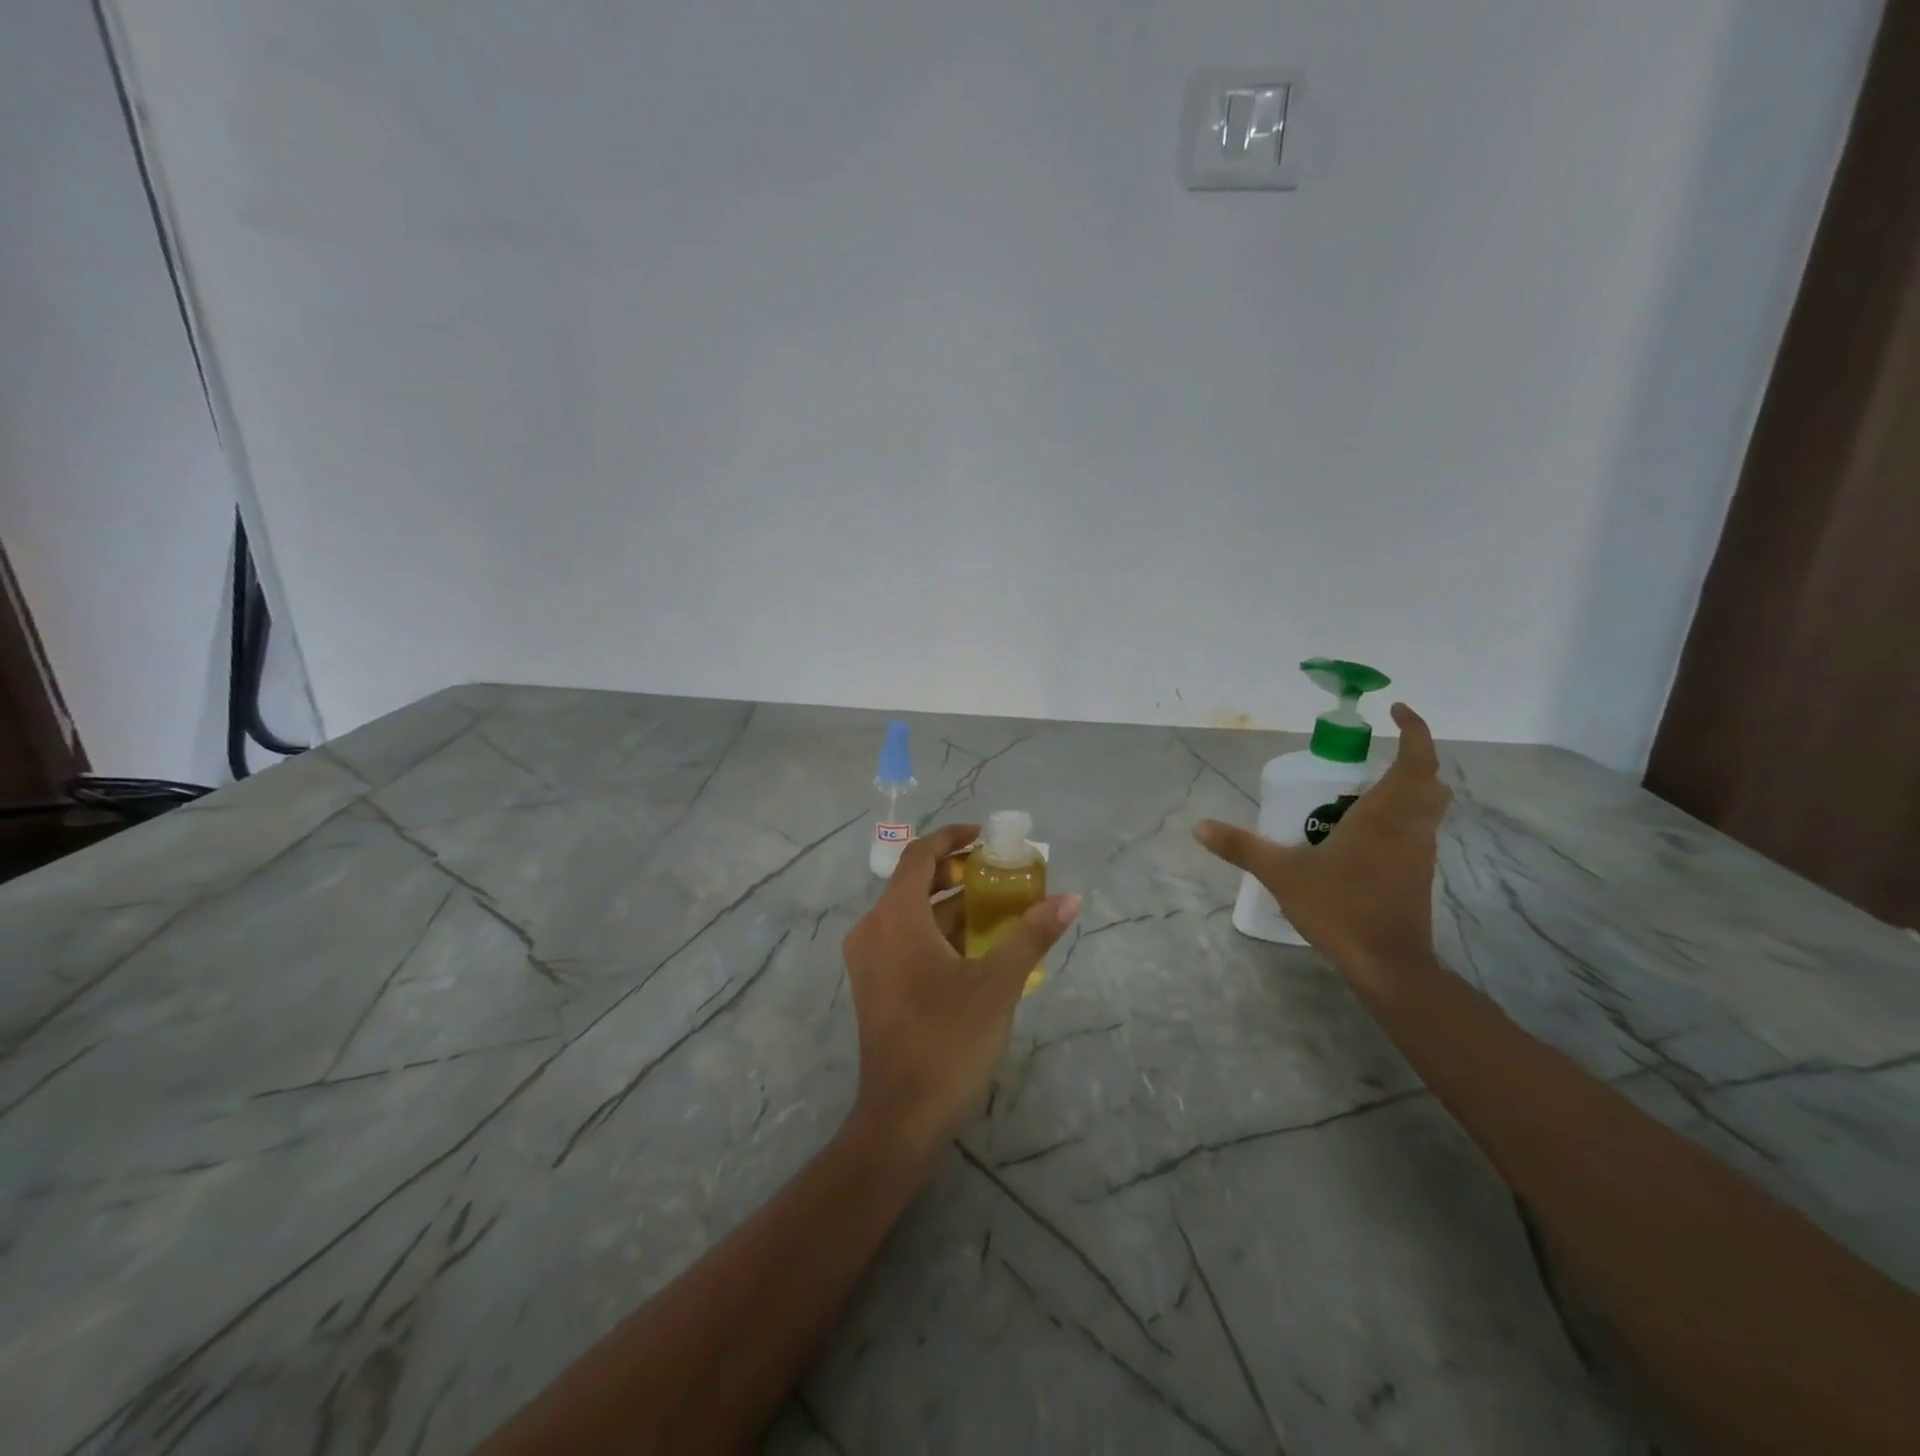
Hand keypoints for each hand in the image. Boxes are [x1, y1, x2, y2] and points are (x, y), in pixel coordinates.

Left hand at [841, 823, 1080, 1159]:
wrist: (902, 1118)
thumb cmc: (948, 1040)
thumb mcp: (998, 984)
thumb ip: (1032, 934)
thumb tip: (1071, 898)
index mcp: (895, 917)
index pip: (920, 854)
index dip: (953, 839)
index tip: (988, 839)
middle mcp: (873, 929)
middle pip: (914, 882)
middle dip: (957, 873)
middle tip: (999, 872)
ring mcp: (869, 959)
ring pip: (910, 913)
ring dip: (950, 904)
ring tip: (997, 906)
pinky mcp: (874, 984)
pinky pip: (904, 939)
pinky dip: (936, 931)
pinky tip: (974, 946)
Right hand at [1194, 703, 1450, 983]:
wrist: (1388, 963)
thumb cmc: (1340, 908)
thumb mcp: (1281, 874)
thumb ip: (1242, 847)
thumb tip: (1200, 826)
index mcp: (1385, 814)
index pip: (1416, 759)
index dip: (1415, 729)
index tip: (1397, 710)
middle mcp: (1411, 826)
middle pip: (1429, 780)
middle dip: (1411, 758)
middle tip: (1376, 754)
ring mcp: (1420, 851)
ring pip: (1428, 807)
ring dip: (1407, 789)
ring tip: (1364, 790)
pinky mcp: (1418, 874)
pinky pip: (1418, 830)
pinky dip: (1401, 818)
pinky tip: (1365, 834)